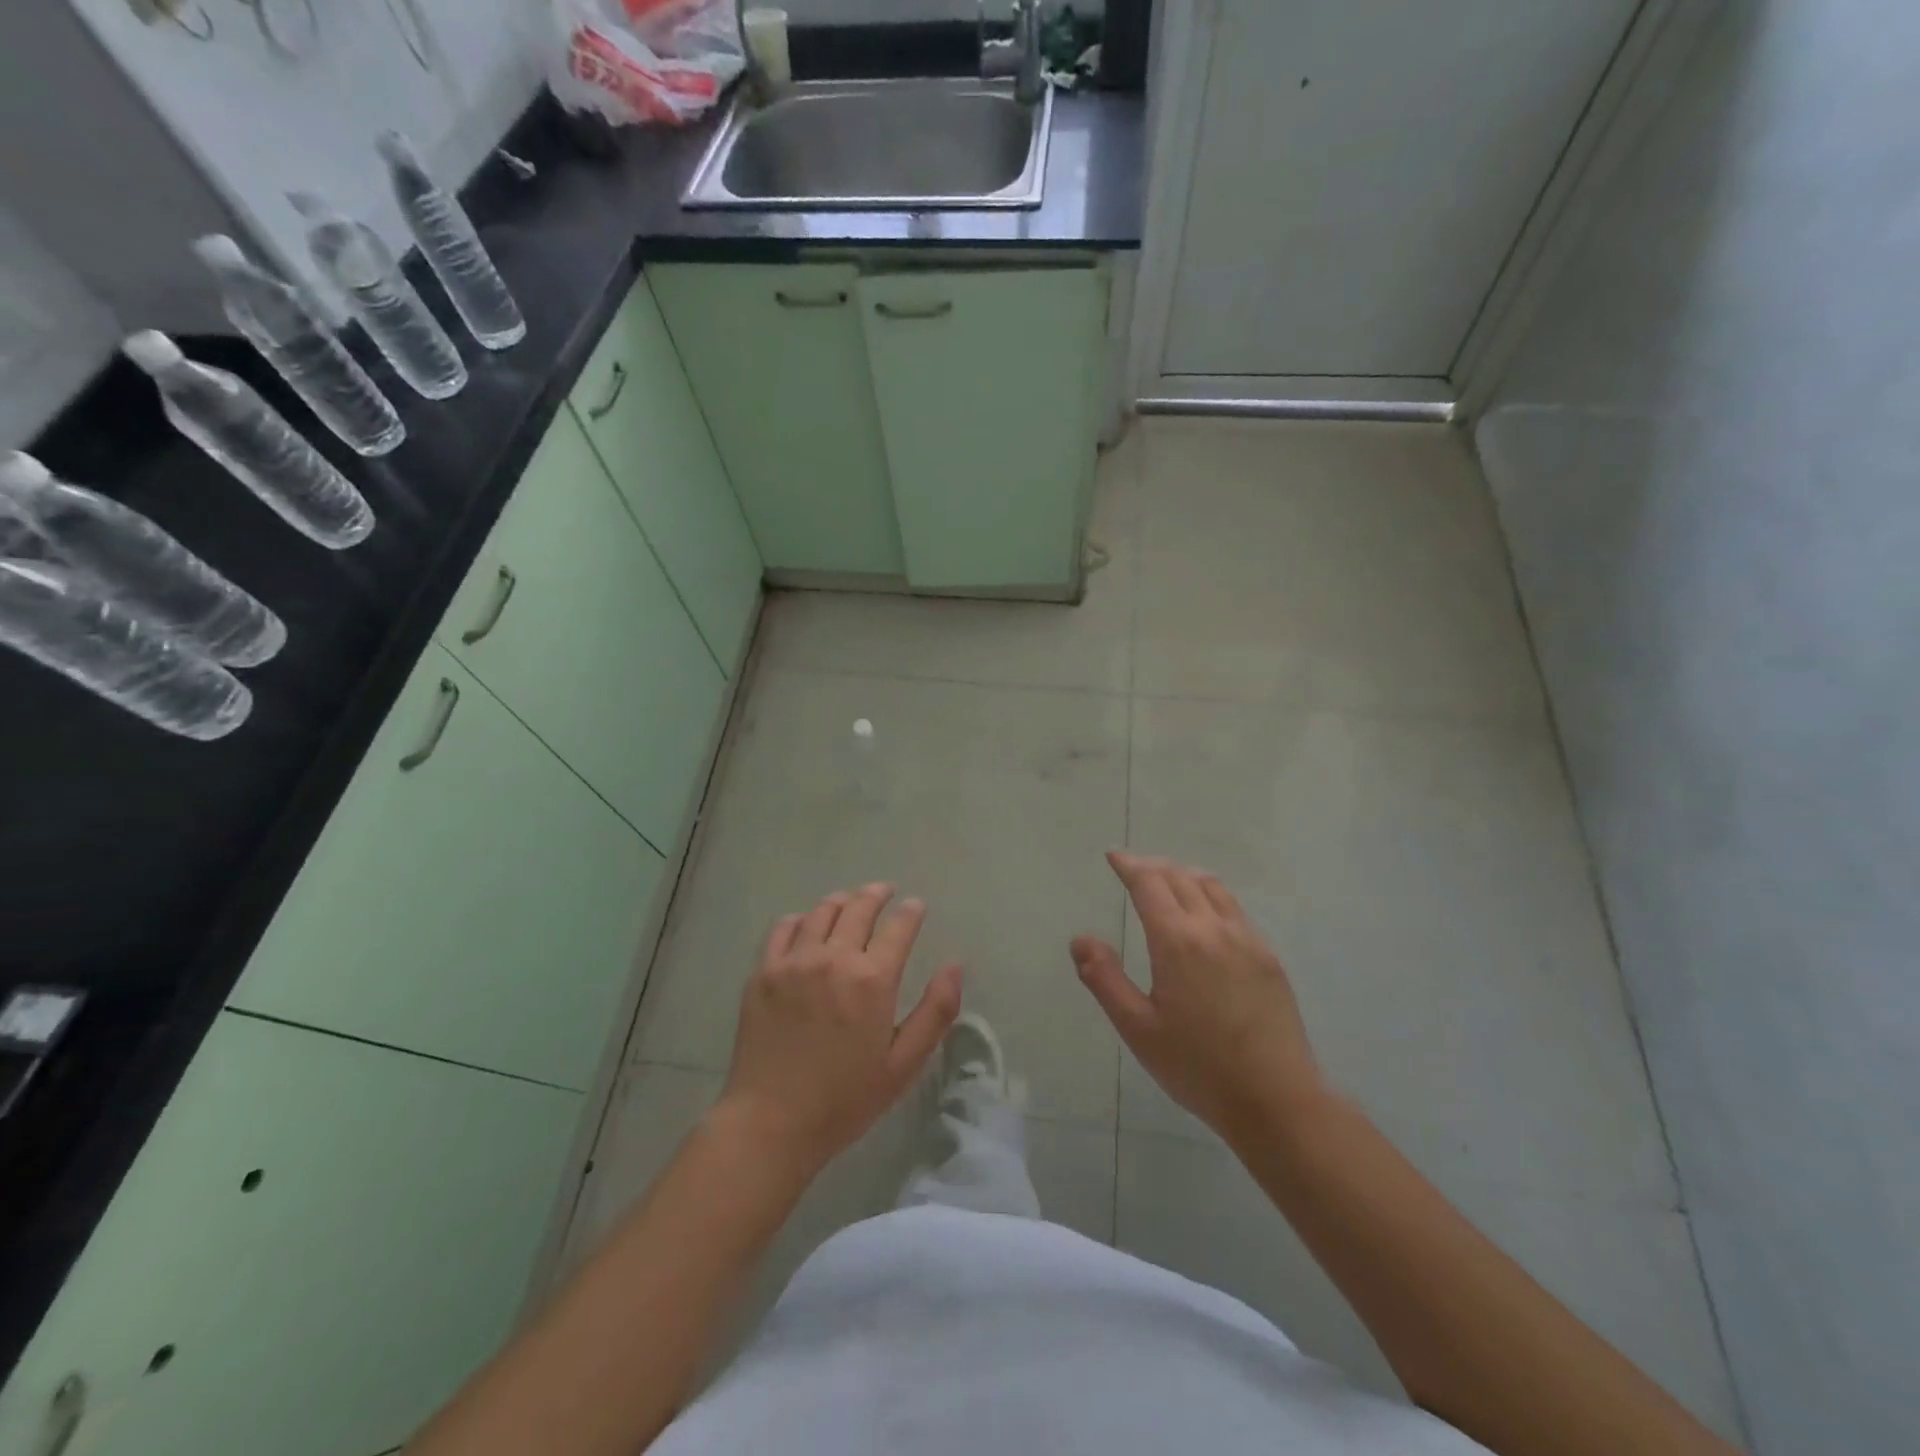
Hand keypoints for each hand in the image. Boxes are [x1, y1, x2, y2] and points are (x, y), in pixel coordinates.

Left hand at [719, 883, 963, 1171]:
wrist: (770, 1122)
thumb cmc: (844, 1100)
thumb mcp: (903, 1064)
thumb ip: (935, 1012)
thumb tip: (955, 966)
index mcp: (872, 980)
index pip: (899, 927)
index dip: (911, 912)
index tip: (916, 905)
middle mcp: (833, 959)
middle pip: (858, 908)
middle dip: (877, 895)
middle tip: (885, 891)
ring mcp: (793, 962)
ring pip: (821, 912)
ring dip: (841, 901)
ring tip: (850, 901)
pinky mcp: (763, 972)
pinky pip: (783, 929)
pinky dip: (800, 919)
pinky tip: (806, 923)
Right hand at [1073, 852, 1323, 1142]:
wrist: (1276, 1099)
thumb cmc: (1197, 1066)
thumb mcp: (1137, 1028)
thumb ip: (1104, 979)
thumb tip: (1080, 939)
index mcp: (1177, 941)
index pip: (1149, 884)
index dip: (1129, 865)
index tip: (1113, 856)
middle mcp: (1213, 929)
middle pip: (1180, 877)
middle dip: (1153, 866)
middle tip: (1133, 868)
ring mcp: (1247, 940)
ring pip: (1213, 887)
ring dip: (1184, 875)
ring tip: (1168, 881)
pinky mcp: (1268, 958)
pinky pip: (1235, 909)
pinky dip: (1211, 895)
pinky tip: (1206, 915)